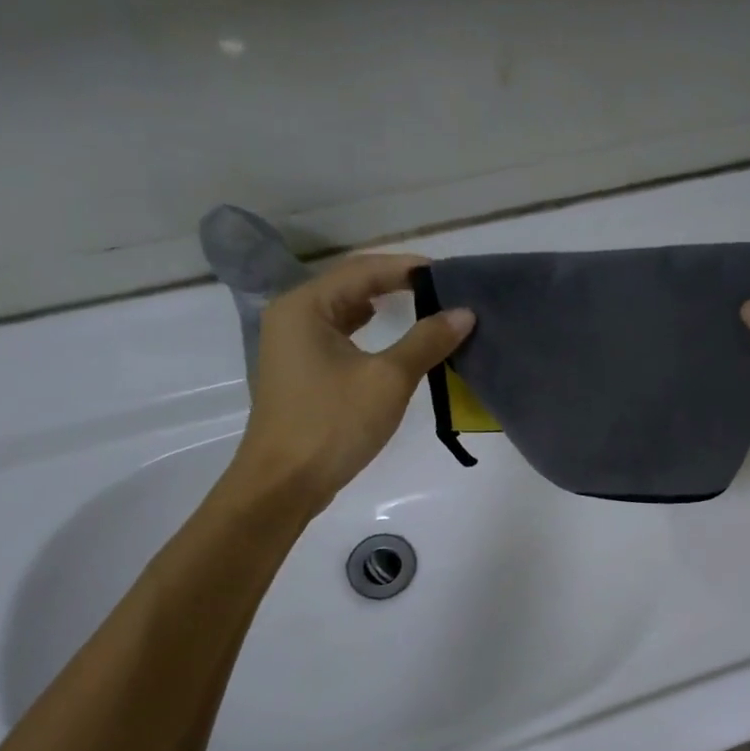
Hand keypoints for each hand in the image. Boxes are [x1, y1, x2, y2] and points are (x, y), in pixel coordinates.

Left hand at [227, 253, 473, 511]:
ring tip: (426, 306)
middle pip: (351, 283)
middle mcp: (293, 315)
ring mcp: (293, 343)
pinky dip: (369, 329)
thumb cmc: (333, 424)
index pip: (363, 269)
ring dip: (384, 305)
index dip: (409, 267)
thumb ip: (426, 341)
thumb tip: (465, 313)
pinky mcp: (301, 369)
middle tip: (444, 289)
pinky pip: (340, 334)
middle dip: (397, 283)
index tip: (450, 274)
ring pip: (345, 309)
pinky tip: (392, 336)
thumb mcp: (388, 379)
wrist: (284, 483)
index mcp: (306, 306)